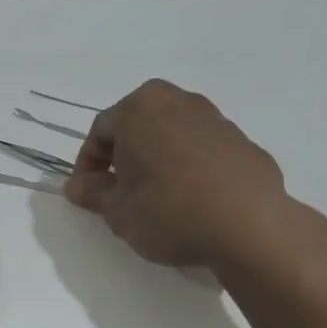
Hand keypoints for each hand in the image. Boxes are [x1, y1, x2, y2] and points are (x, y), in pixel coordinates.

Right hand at [64, 80, 326, 284]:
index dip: (88, 165)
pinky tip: (192, 202)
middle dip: (125, 157)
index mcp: (140, 107)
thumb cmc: (168, 210)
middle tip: (119, 191)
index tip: (87, 193)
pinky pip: (203, 151)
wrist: (249, 226)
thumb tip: (76, 186)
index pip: (100, 131)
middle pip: (138, 126)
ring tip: (157, 199)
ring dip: (158, 161)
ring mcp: (216, 119)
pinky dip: (190, 169)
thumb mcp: (117, 210)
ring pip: (172, 136)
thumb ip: (93, 193)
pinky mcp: (244, 142)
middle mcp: (178, 101)